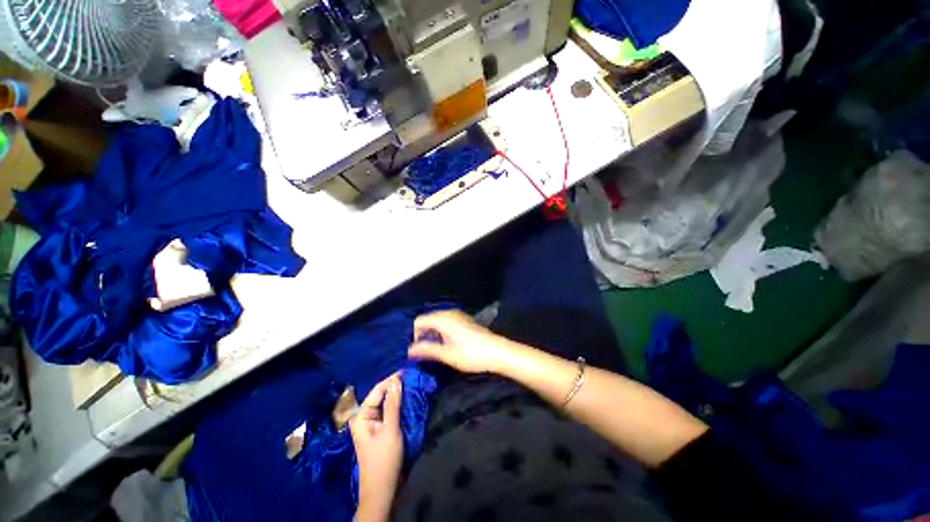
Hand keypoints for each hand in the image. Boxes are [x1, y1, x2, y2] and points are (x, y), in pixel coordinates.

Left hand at [351, 374, 403, 520]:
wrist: (383, 490)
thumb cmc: (384, 459)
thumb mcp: (390, 428)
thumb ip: (393, 403)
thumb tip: (396, 379)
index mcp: (361, 416)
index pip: (377, 390)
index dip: (391, 379)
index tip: (407, 369)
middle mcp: (365, 417)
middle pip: (380, 395)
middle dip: (395, 385)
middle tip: (411, 375)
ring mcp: (373, 424)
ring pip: (386, 403)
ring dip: (397, 394)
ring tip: (411, 383)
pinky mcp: (381, 429)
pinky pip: (389, 411)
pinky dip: (398, 404)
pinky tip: (407, 398)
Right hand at [408, 310, 516, 373]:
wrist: (497, 351)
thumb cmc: (471, 354)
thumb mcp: (447, 354)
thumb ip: (427, 350)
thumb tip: (409, 350)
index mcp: (442, 319)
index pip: (419, 321)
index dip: (415, 335)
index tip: (419, 351)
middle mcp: (449, 313)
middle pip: (428, 319)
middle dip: (423, 334)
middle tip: (426, 352)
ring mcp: (458, 315)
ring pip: (437, 321)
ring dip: (433, 333)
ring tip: (437, 350)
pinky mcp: (464, 320)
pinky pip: (446, 322)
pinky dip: (442, 331)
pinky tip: (448, 344)